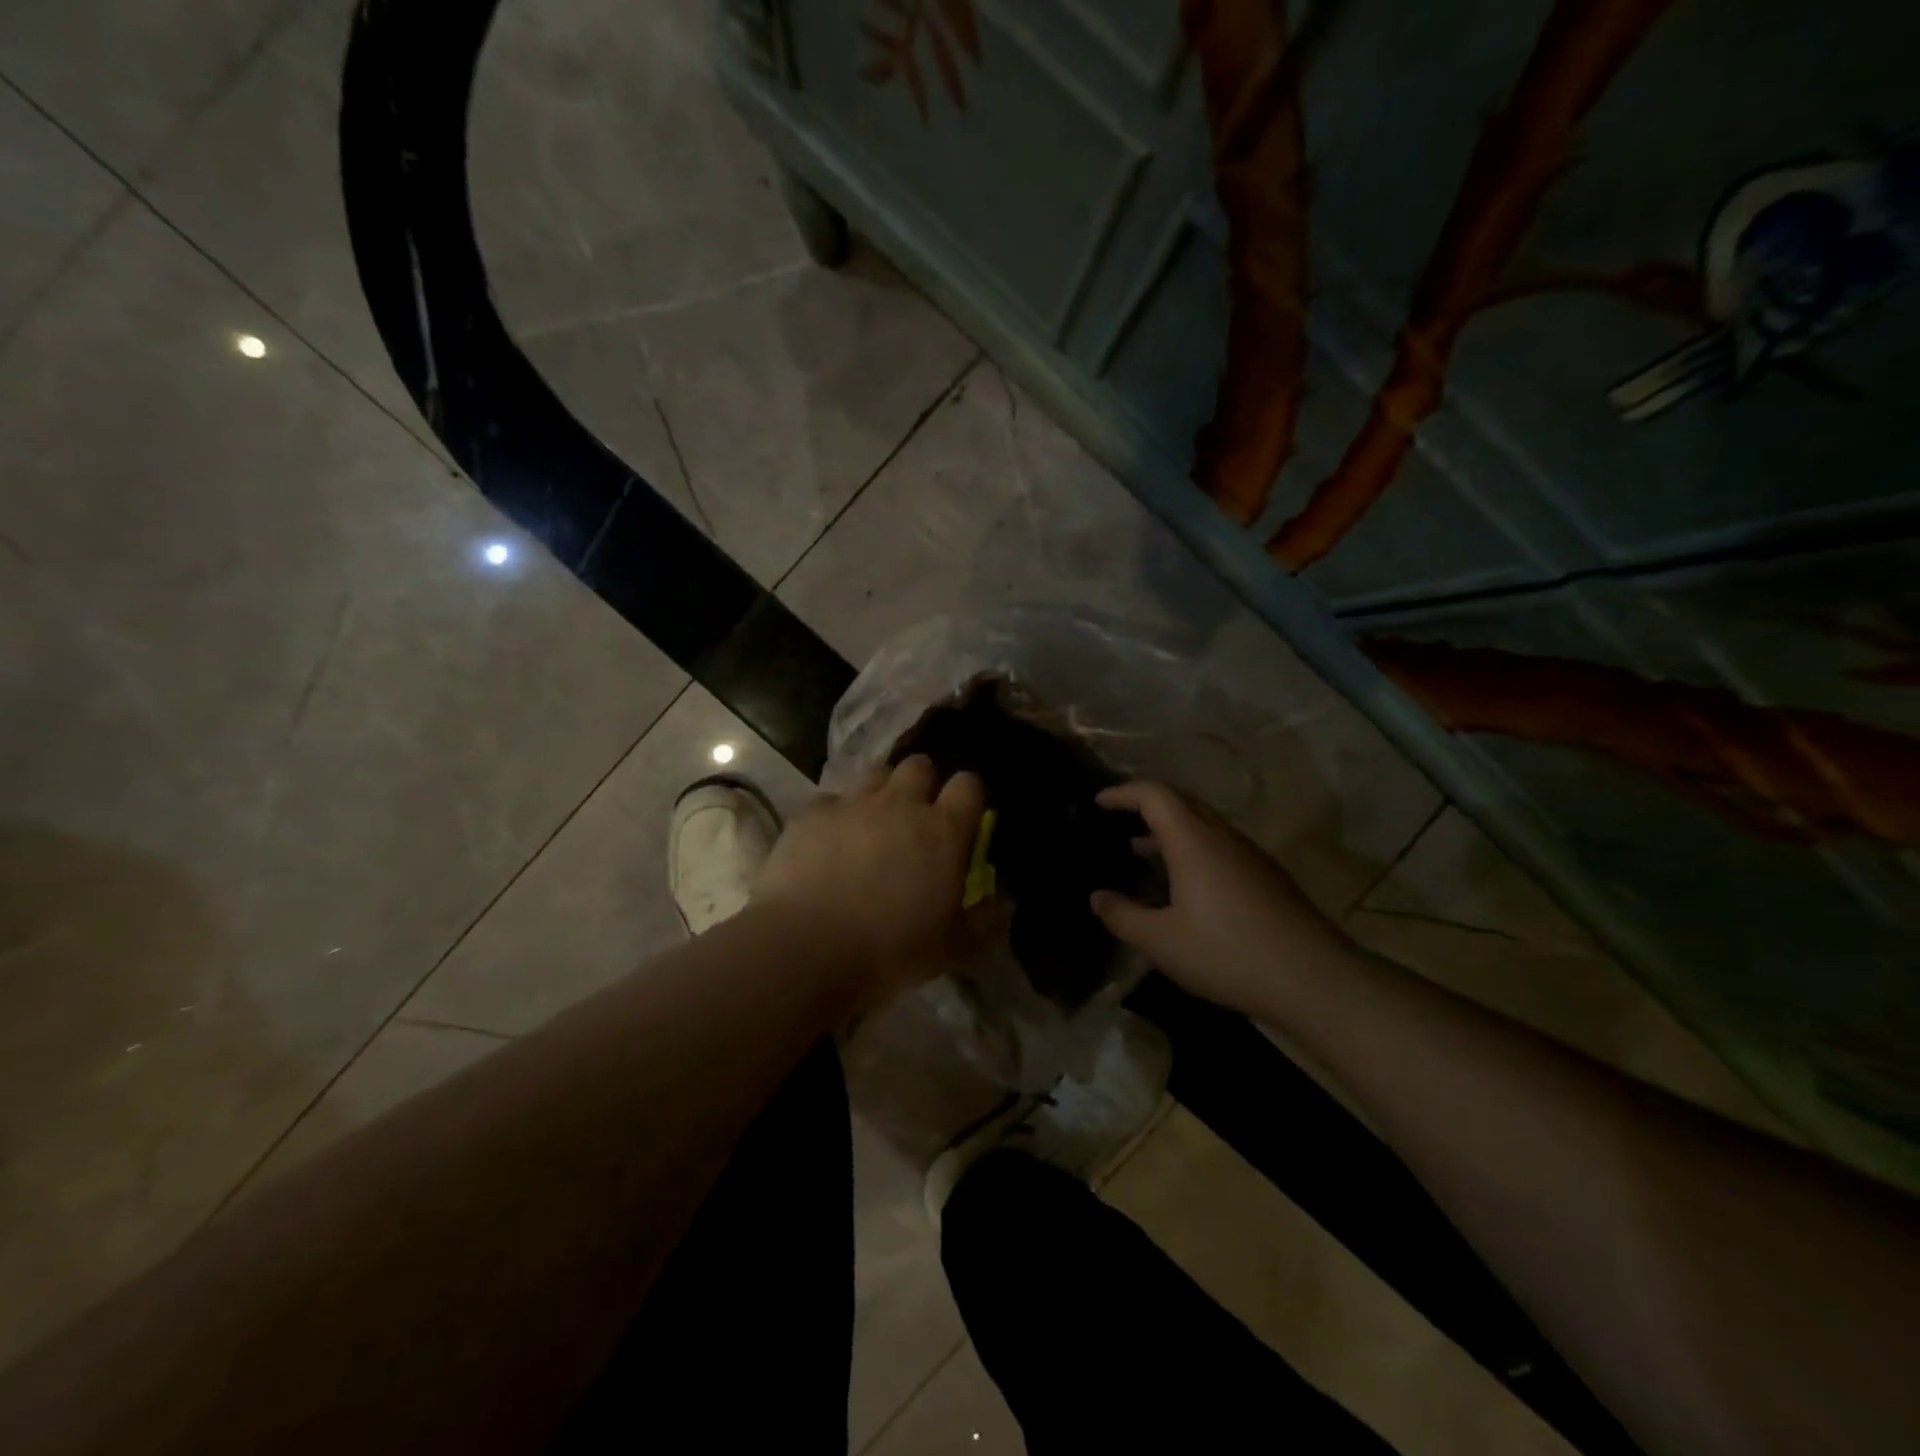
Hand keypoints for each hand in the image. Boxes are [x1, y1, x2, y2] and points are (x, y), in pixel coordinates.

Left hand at [755, 756, 992, 1001]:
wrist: (806, 949)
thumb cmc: (889, 951)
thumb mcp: (951, 949)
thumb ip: (984, 922)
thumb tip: (1004, 905)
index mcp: (943, 831)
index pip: (969, 785)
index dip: (969, 795)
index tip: (964, 815)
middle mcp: (901, 804)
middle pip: (920, 765)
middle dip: (923, 783)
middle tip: (916, 815)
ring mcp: (853, 804)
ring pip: (875, 773)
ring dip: (881, 790)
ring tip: (873, 821)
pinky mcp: (811, 814)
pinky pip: (830, 799)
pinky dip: (836, 814)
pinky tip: (829, 841)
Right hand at [1090, 780, 1354, 1017]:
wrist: (1314, 978)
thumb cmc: (1227, 953)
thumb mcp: (1161, 942)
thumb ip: (1122, 916)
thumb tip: (1097, 897)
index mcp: (1192, 840)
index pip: (1153, 794)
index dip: (1122, 792)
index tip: (1098, 802)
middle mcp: (1222, 836)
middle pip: (1180, 802)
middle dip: (1145, 806)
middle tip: (1117, 822)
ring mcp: (1249, 854)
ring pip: (1202, 825)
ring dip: (1169, 831)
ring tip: (1140, 852)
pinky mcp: (1266, 876)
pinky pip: (1219, 846)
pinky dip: (1191, 850)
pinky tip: (1183, 886)